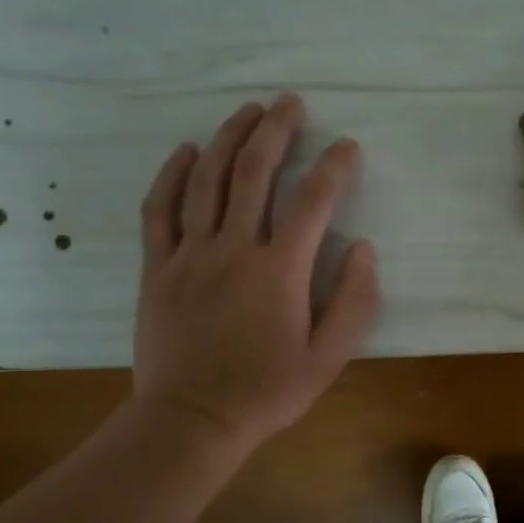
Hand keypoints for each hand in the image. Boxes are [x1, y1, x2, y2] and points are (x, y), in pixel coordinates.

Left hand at [131, 93, 378, 455]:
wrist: (192, 420)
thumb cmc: (267, 391)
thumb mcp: (328, 357)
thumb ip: (354, 302)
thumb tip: (364, 249)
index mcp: (280, 271)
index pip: (313, 202)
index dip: (333, 167)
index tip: (347, 146)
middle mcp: (234, 249)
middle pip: (254, 173)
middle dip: (276, 131)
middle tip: (290, 102)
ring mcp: (190, 255)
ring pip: (208, 180)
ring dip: (229, 139)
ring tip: (247, 110)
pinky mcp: (159, 267)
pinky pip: (161, 209)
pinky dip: (173, 175)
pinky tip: (187, 150)